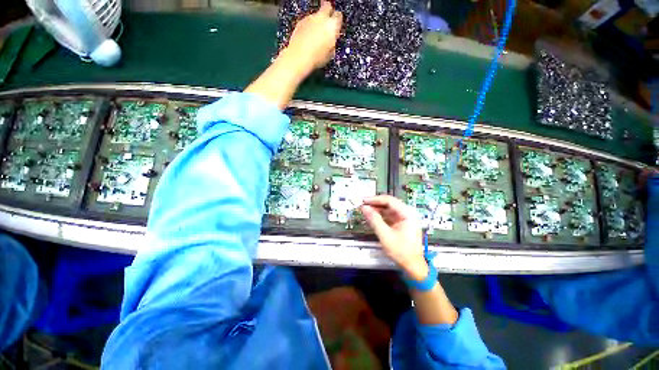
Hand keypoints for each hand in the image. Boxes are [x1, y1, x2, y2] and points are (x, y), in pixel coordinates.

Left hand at [285, 1, 342, 70]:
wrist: (299, 57)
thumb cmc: (316, 58)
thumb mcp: (330, 54)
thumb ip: (332, 43)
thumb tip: (332, 41)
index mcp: (332, 26)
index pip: (339, 16)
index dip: (337, 21)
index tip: (336, 26)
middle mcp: (322, 18)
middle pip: (327, 6)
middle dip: (327, 11)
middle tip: (326, 21)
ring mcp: (310, 18)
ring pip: (316, 14)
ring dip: (316, 21)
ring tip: (315, 35)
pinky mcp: (300, 21)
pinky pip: (307, 20)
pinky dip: (308, 26)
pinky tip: (307, 37)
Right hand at [361, 195, 428, 280]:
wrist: (412, 266)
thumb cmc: (401, 251)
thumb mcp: (385, 235)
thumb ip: (374, 220)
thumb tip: (364, 208)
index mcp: (407, 214)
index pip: (390, 201)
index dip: (375, 199)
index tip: (364, 200)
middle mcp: (407, 214)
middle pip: (389, 203)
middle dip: (375, 203)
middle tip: (363, 204)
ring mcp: (404, 219)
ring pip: (388, 209)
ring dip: (377, 209)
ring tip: (365, 209)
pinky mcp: (400, 224)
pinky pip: (388, 216)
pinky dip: (380, 216)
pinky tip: (372, 216)